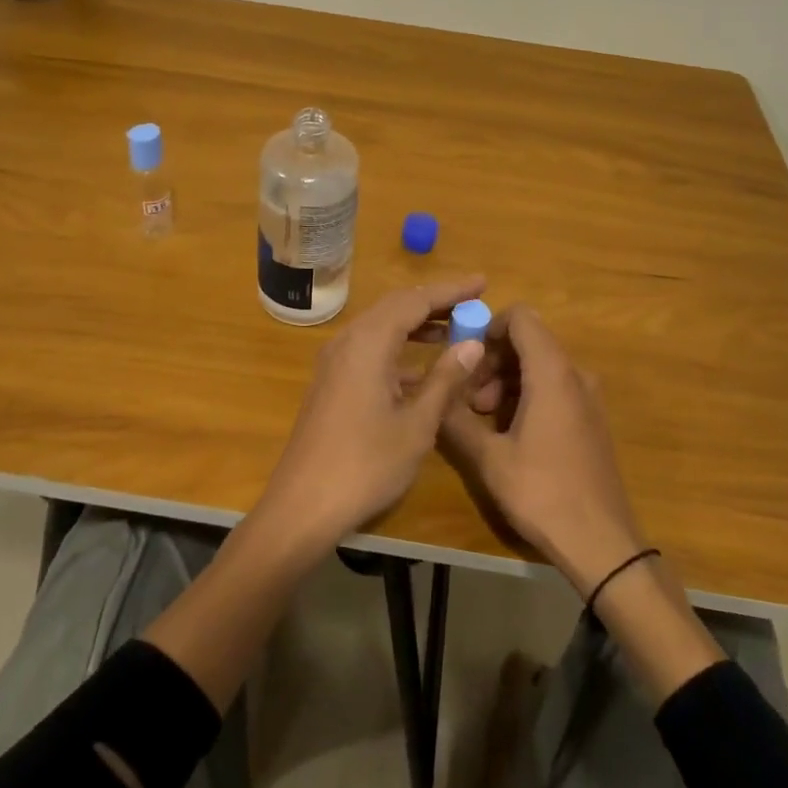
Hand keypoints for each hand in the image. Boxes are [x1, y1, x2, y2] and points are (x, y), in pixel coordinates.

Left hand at [256, 277, 488, 555]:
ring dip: (416, 324)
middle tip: (472, 303)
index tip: (483, 283)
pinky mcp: (332, 382)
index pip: (414, 300)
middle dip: (434, 302)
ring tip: (454, 330)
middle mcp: (348, 342)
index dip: (450, 290)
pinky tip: (422, 369)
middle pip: (395, 307)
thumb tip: (472, 344)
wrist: (304, 504)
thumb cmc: (366, 464)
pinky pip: (369, 349)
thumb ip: (445, 379)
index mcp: (368, 343)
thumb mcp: (417, 424)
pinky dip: (398, 349)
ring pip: (381, 327)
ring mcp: (335, 362)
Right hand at [440, 304, 648, 597]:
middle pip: (529, 342)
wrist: (601, 543)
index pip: (521, 318)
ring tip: (483, 421)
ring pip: (540, 367)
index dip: (488, 328)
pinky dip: (527, 397)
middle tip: (469, 401)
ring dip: (506, 382)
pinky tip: (510, 435)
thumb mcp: (489, 458)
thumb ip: (456, 419)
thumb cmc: (542, 493)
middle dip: (492, 362)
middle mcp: (575, 375)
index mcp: (552, 373)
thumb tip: (433, 394)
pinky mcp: (591, 420)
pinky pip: (555, 389)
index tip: (466, 360)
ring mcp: (588, 398)